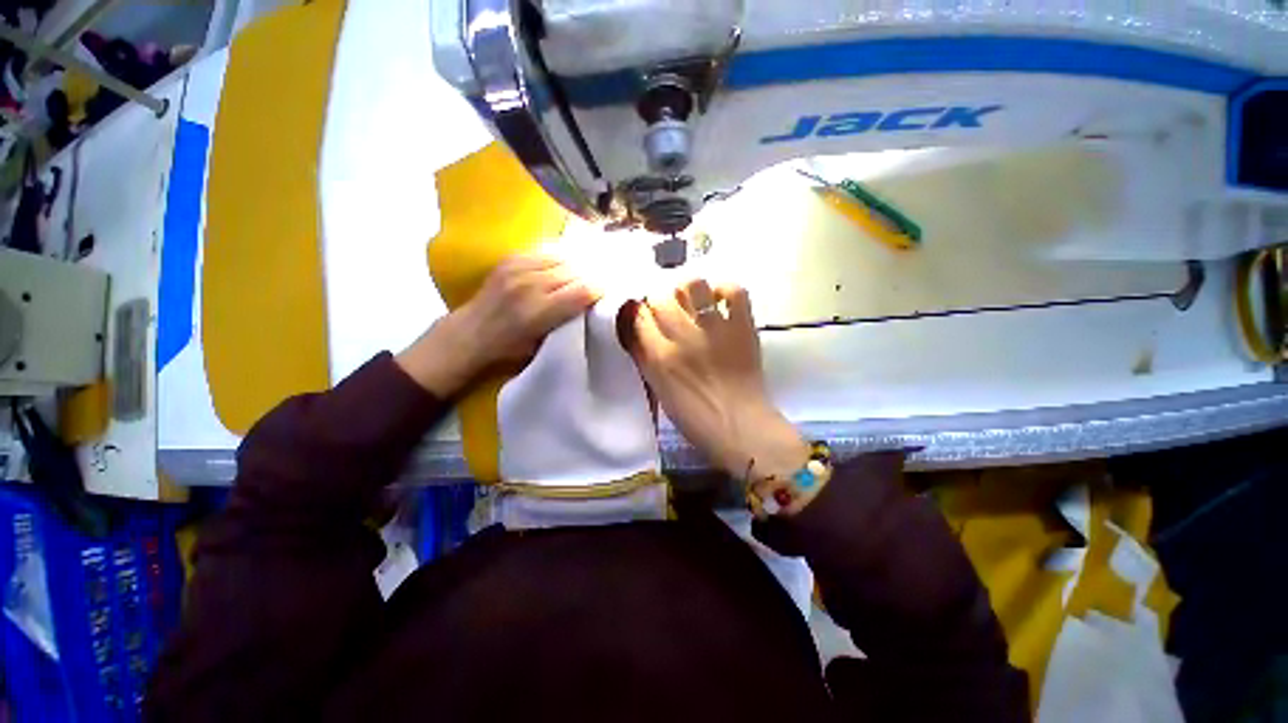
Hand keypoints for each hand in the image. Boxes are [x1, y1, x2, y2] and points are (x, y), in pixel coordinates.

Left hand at [397, 255, 599, 395]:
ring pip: (562, 258)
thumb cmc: (509, 349)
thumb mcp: (542, 346)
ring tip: (584, 274)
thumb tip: (590, 305)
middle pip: (575, 271)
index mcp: (538, 312)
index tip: (609, 292)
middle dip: (591, 276)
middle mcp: (529, 286)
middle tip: (600, 282)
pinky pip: (545, 252)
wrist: (470, 333)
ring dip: (577, 266)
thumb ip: (566, 324)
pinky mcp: (511, 259)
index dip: (600, 289)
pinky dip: (559, 259)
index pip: (582, 291)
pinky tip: (564, 267)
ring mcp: (518, 269)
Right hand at [626, 280, 807, 481]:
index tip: (645, 317)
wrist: (741, 427)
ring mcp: (716, 328)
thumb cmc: (695, 418)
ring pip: (694, 285)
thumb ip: (645, 358)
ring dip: (688, 290)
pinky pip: (735, 291)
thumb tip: (636, 331)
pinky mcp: (743, 326)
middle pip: (662, 296)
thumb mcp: (659, 391)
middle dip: (659, 300)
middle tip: (667, 311)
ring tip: (691, 301)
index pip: (639, 315)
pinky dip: (725, 290)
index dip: (639, 312)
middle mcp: (685, 336)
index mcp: (661, 356)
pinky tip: (719, 300)